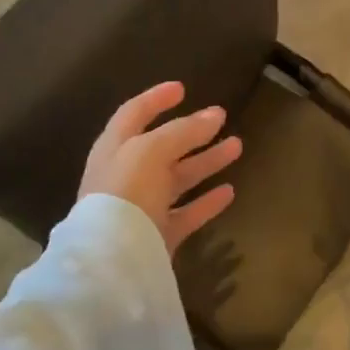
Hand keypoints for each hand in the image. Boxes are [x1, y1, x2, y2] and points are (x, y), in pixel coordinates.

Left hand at [78, 82, 242, 255]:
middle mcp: (126, 176)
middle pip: (163, 147)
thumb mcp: (151, 151)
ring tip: (237, 146)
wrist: (112, 261)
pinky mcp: (158, 236)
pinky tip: (229, 191)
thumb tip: (213, 115)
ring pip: (179, 178)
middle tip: (221, 117)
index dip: (156, 99)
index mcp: (115, 148)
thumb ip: (183, 131)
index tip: (182, 88)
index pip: (134, 114)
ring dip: (206, 161)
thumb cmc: (126, 192)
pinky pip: (186, 213)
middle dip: (192, 131)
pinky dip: (206, 202)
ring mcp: (143, 207)